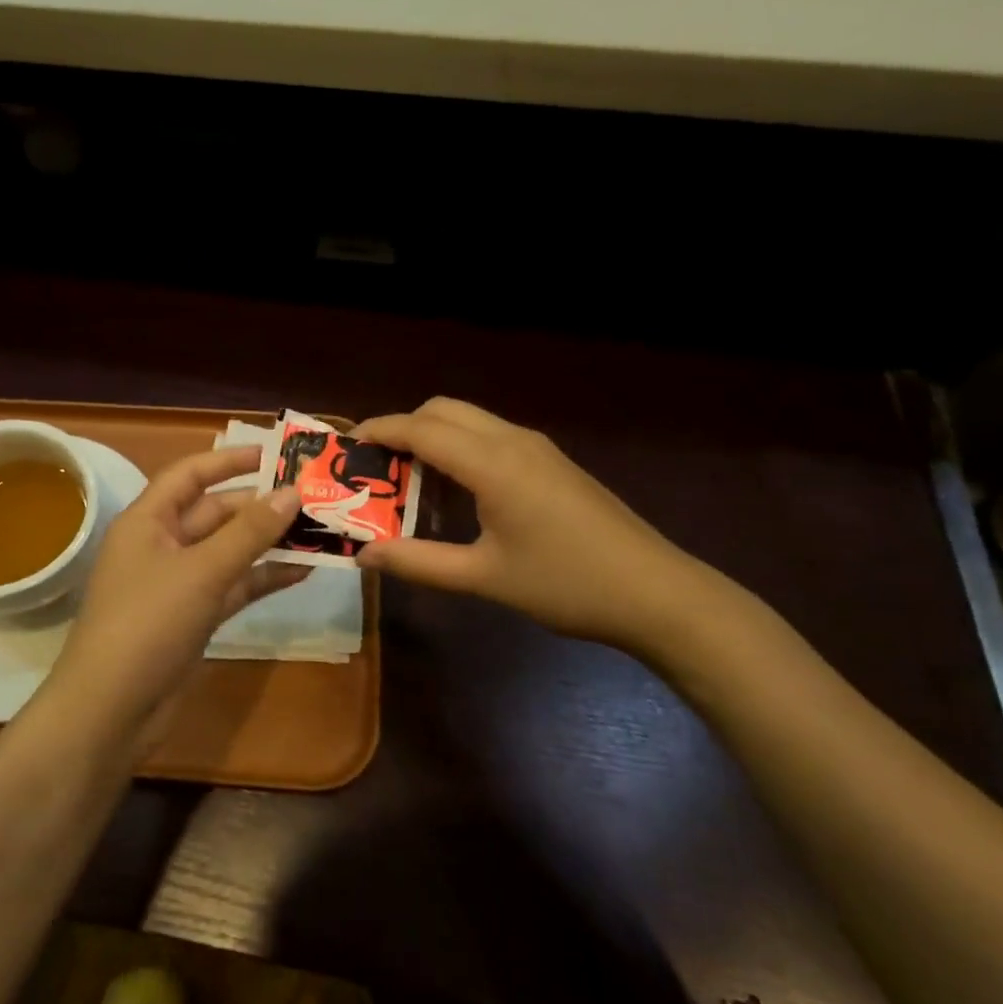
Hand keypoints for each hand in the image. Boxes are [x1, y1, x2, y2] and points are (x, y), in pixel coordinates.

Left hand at [48, 446, 306, 727]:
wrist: (112, 710)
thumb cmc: (148, 624)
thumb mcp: (202, 572)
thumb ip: (249, 532)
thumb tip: (292, 493)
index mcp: (148, 521)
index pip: (189, 475)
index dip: (229, 460)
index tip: (275, 454)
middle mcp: (162, 545)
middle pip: (214, 513)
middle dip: (259, 505)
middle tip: (312, 498)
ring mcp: (178, 584)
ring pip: (228, 551)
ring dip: (267, 542)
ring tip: (318, 531)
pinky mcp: (193, 617)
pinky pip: (233, 586)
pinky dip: (263, 578)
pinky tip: (302, 571)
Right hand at [353, 398, 716, 656]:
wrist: (656, 593)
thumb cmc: (566, 584)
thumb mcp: (483, 578)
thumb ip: (418, 562)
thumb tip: (364, 556)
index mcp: (493, 463)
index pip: (421, 428)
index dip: (379, 431)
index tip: (345, 447)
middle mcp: (513, 441)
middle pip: (443, 410)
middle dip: (403, 428)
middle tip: (375, 469)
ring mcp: (537, 449)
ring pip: (470, 421)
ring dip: (433, 439)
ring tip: (407, 483)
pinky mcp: (551, 463)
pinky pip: (491, 438)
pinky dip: (460, 450)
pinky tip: (456, 495)